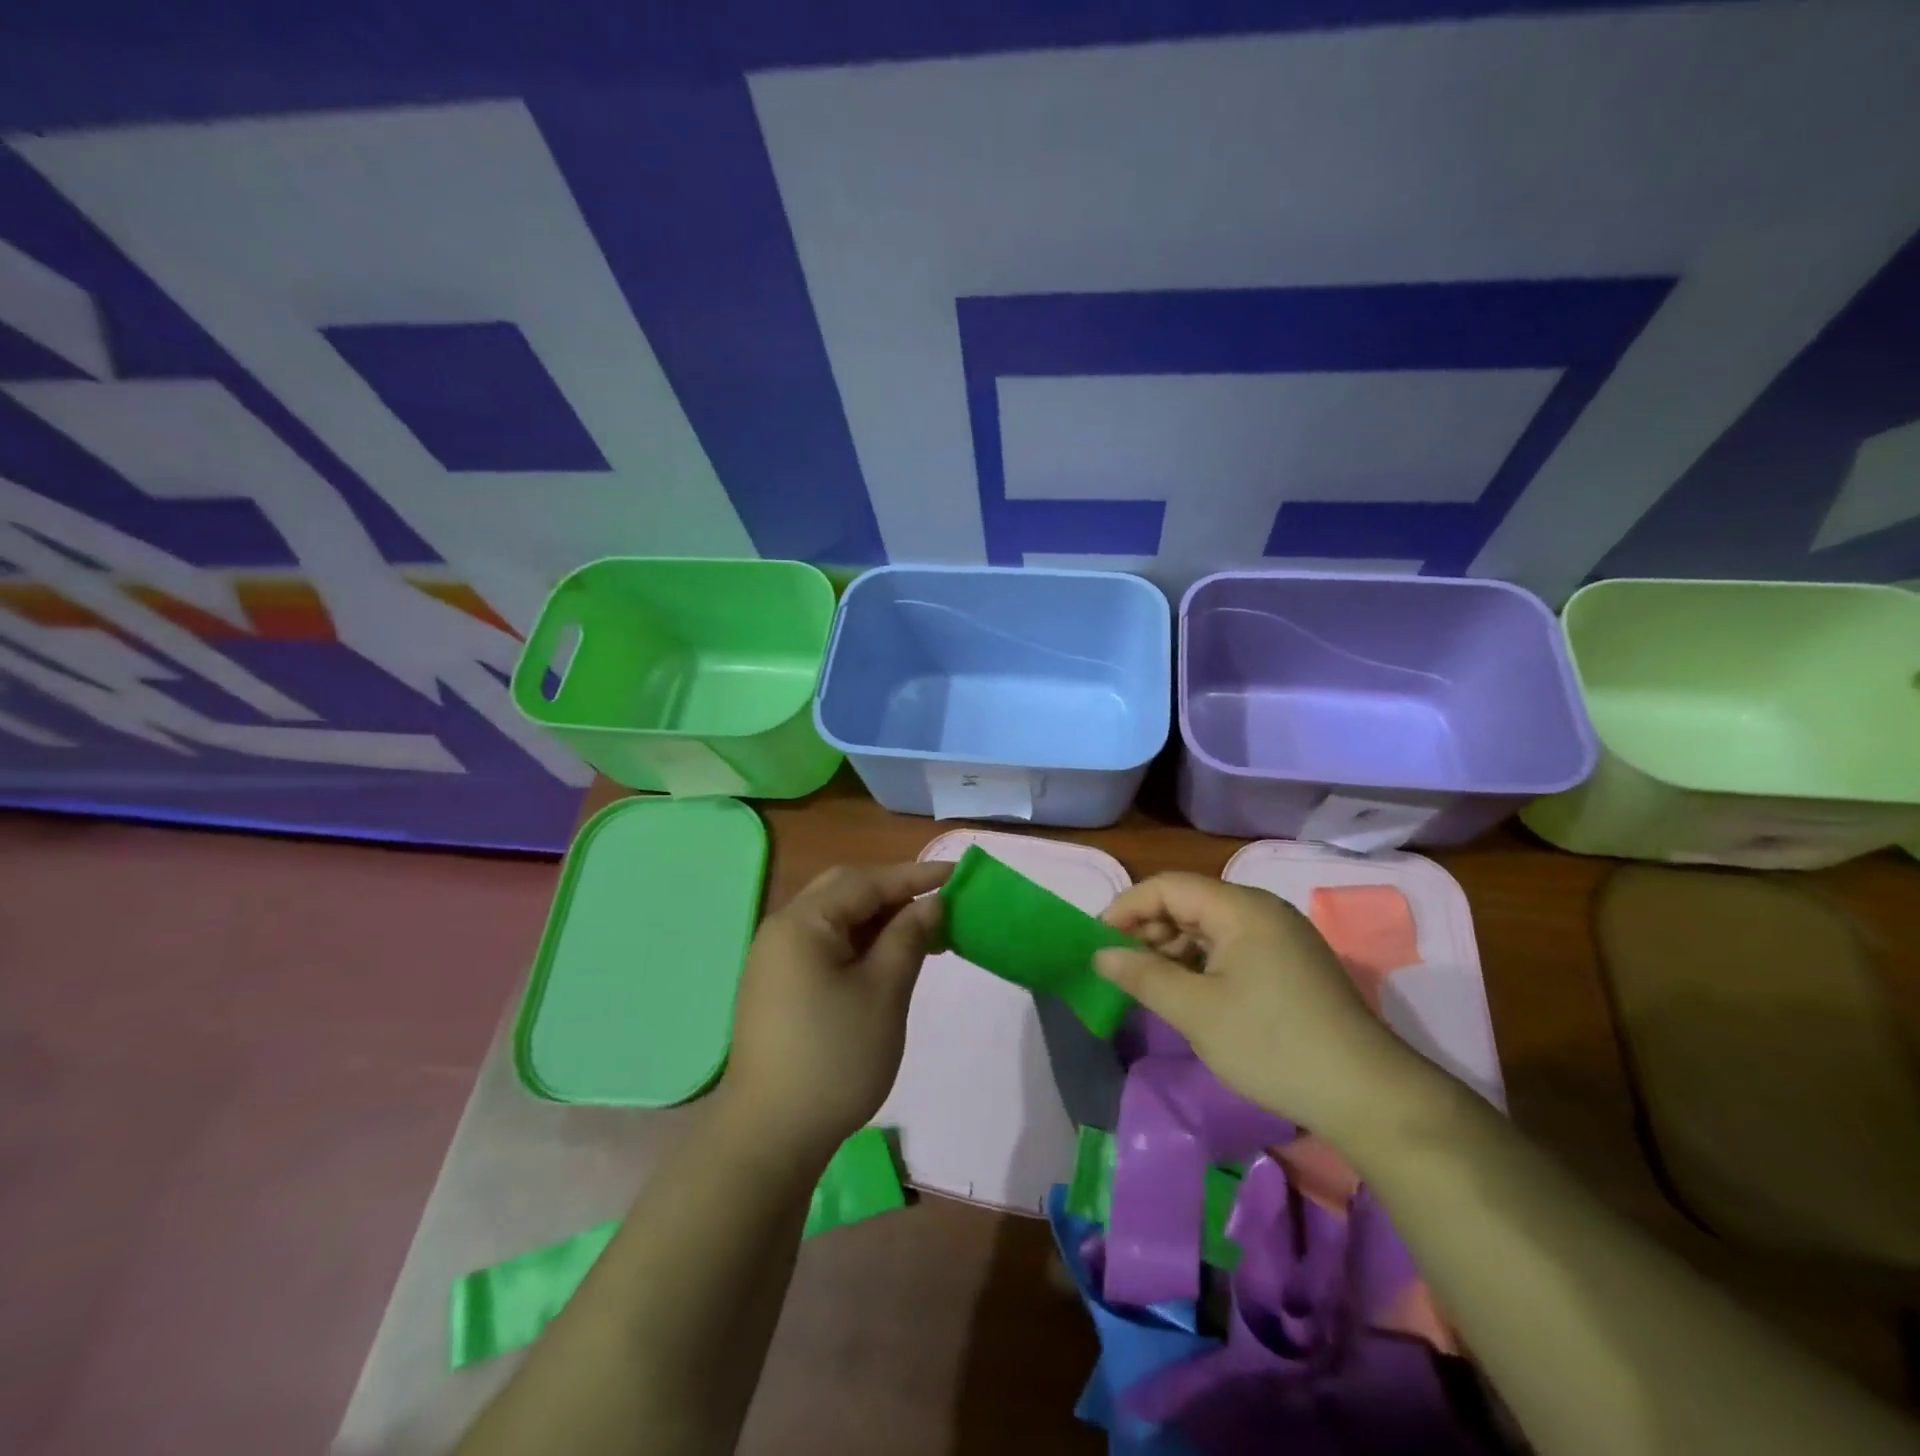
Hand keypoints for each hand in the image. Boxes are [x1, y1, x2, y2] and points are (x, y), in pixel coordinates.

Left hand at [720, 861, 950, 1159]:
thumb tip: (931, 903)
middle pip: (845, 891)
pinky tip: (889, 960)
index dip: (914, 876)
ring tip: (926, 934)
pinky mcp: (779, 986)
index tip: (958, 875)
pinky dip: (861, 944)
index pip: (866, 882)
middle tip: (939, 904)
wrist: (770, 1136)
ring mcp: (775, 959)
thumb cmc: (835, 1058)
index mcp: (802, 922)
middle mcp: (782, 929)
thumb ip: (909, 938)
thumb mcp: (884, 992)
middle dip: (894, 892)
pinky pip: (826, 945)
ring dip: (880, 919)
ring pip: (836, 919)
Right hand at [1096, 873, 1430, 1141]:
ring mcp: (1281, 936)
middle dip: (1149, 929)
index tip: (1097, 942)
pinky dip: (1201, 962)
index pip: (1168, 887)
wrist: (1368, 1095)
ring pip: (1210, 926)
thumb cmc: (1272, 1045)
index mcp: (1241, 908)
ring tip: (1150, 983)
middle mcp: (1262, 910)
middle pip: (1189, 901)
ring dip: (1173, 947)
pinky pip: (1232, 946)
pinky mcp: (1291, 963)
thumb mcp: (1196, 1012)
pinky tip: (1189, 992)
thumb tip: (1101, 955)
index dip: (1127, 908)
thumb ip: (1143, 976)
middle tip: (1121, 966)